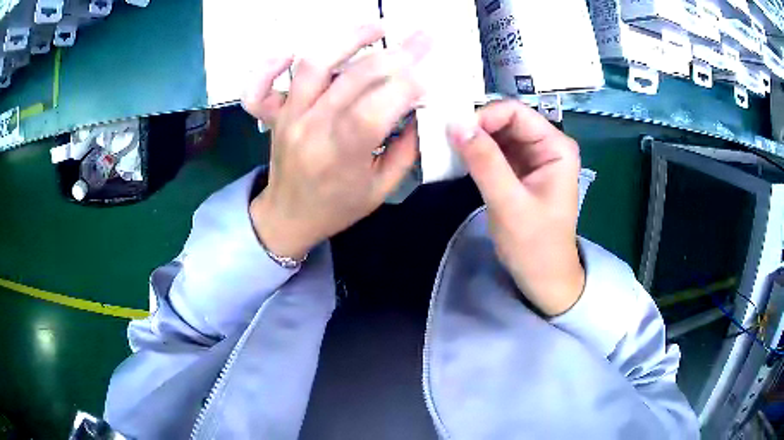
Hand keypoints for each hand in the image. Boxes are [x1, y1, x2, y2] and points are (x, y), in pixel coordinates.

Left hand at [242, 24, 430, 259]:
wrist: (288, 218)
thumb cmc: (337, 207)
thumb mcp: (381, 189)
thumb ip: (407, 149)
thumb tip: (422, 109)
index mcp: (342, 156)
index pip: (376, 109)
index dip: (408, 85)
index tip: (432, 70)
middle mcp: (312, 129)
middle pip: (354, 78)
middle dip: (396, 54)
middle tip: (423, 37)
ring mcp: (289, 116)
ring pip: (313, 65)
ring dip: (347, 39)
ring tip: (377, 27)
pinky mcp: (274, 113)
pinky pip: (261, 85)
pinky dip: (272, 62)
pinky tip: (297, 49)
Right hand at [447, 101, 585, 315]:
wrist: (543, 277)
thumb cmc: (534, 245)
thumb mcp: (509, 204)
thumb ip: (485, 162)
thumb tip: (455, 124)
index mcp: (556, 147)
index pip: (515, 112)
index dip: (483, 117)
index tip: (454, 133)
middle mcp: (546, 145)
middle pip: (505, 120)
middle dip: (476, 128)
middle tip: (445, 141)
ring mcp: (533, 157)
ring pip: (497, 134)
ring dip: (473, 140)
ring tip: (448, 150)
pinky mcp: (520, 170)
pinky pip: (495, 151)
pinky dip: (476, 153)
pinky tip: (459, 161)